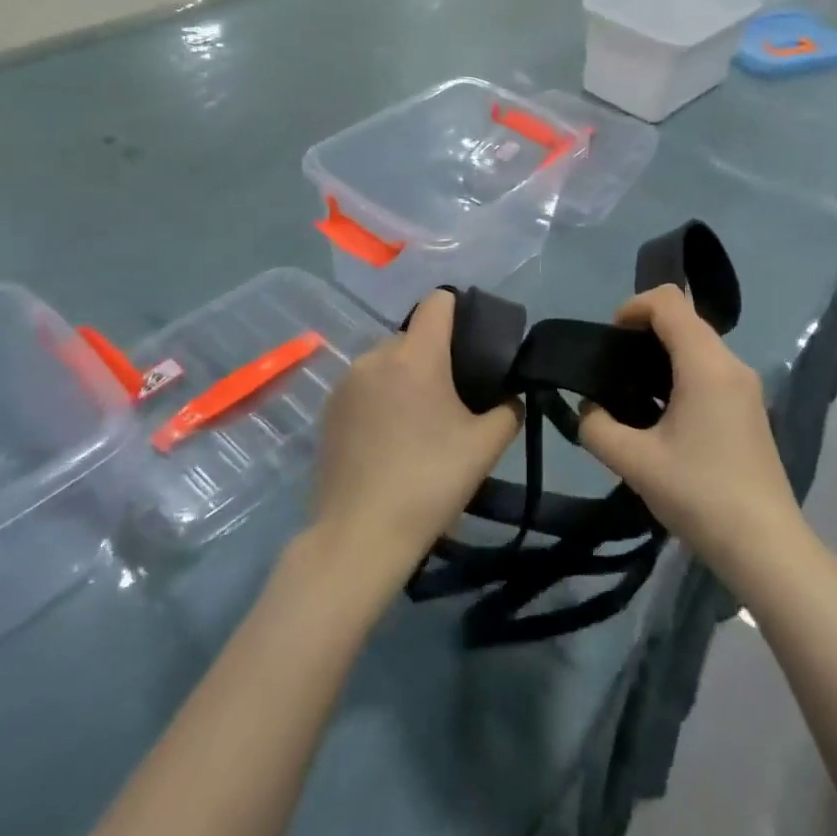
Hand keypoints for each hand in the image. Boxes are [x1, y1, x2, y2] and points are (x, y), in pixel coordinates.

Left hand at [313, 290, 522, 592]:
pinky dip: (381, 398)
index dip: (461, 311)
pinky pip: (364, 387)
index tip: (474, 343)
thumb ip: (508, 409)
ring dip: (405, 378)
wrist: (360, 534)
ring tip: (419, 422)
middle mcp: (376, 356)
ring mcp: (346, 382)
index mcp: (415, 355)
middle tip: (454, 397)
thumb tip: (508, 397)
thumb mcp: (486, 446)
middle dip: (435, 355)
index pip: (438, 301)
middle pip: (413, 336)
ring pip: (386, 362)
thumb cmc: (430, 481)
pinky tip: (389, 439)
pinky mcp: (328, 410)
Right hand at [578, 285, 802, 579]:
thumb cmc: (699, 494)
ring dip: (663, 354)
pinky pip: (711, 370)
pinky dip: (682, 373)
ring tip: (632, 393)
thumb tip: (587, 410)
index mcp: (706, 364)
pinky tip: (662, 415)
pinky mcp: (750, 409)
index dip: (632, 306)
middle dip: (644, 330)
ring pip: (699, 345)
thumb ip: (596, 428)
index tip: (609, 339)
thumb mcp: (634, 462)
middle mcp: (731, 365)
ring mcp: (746, 387)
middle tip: (613, 368)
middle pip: (685, 319)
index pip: (669, 301)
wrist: (765, 546)